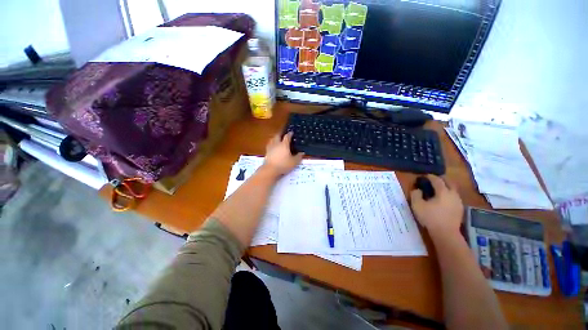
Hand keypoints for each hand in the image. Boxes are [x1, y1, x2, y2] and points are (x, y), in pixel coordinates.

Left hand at [262, 132, 303, 176]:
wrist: (270, 169)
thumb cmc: (283, 165)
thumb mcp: (294, 162)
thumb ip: (298, 157)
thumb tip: (302, 153)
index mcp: (284, 145)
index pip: (287, 137)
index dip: (290, 134)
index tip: (291, 132)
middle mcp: (277, 144)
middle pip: (277, 135)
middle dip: (281, 133)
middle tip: (283, 133)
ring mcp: (270, 148)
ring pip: (272, 139)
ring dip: (275, 137)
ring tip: (277, 138)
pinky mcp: (266, 152)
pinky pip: (269, 145)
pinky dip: (271, 144)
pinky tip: (272, 146)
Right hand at [410, 175, 463, 238]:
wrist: (446, 234)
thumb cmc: (430, 217)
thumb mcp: (417, 205)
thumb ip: (415, 194)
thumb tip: (418, 190)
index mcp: (443, 192)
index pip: (437, 180)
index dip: (430, 176)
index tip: (424, 176)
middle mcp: (453, 194)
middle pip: (449, 182)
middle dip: (441, 179)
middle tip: (433, 180)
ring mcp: (458, 202)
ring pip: (453, 189)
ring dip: (446, 187)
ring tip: (437, 190)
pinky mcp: (460, 209)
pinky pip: (454, 197)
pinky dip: (448, 194)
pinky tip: (443, 200)